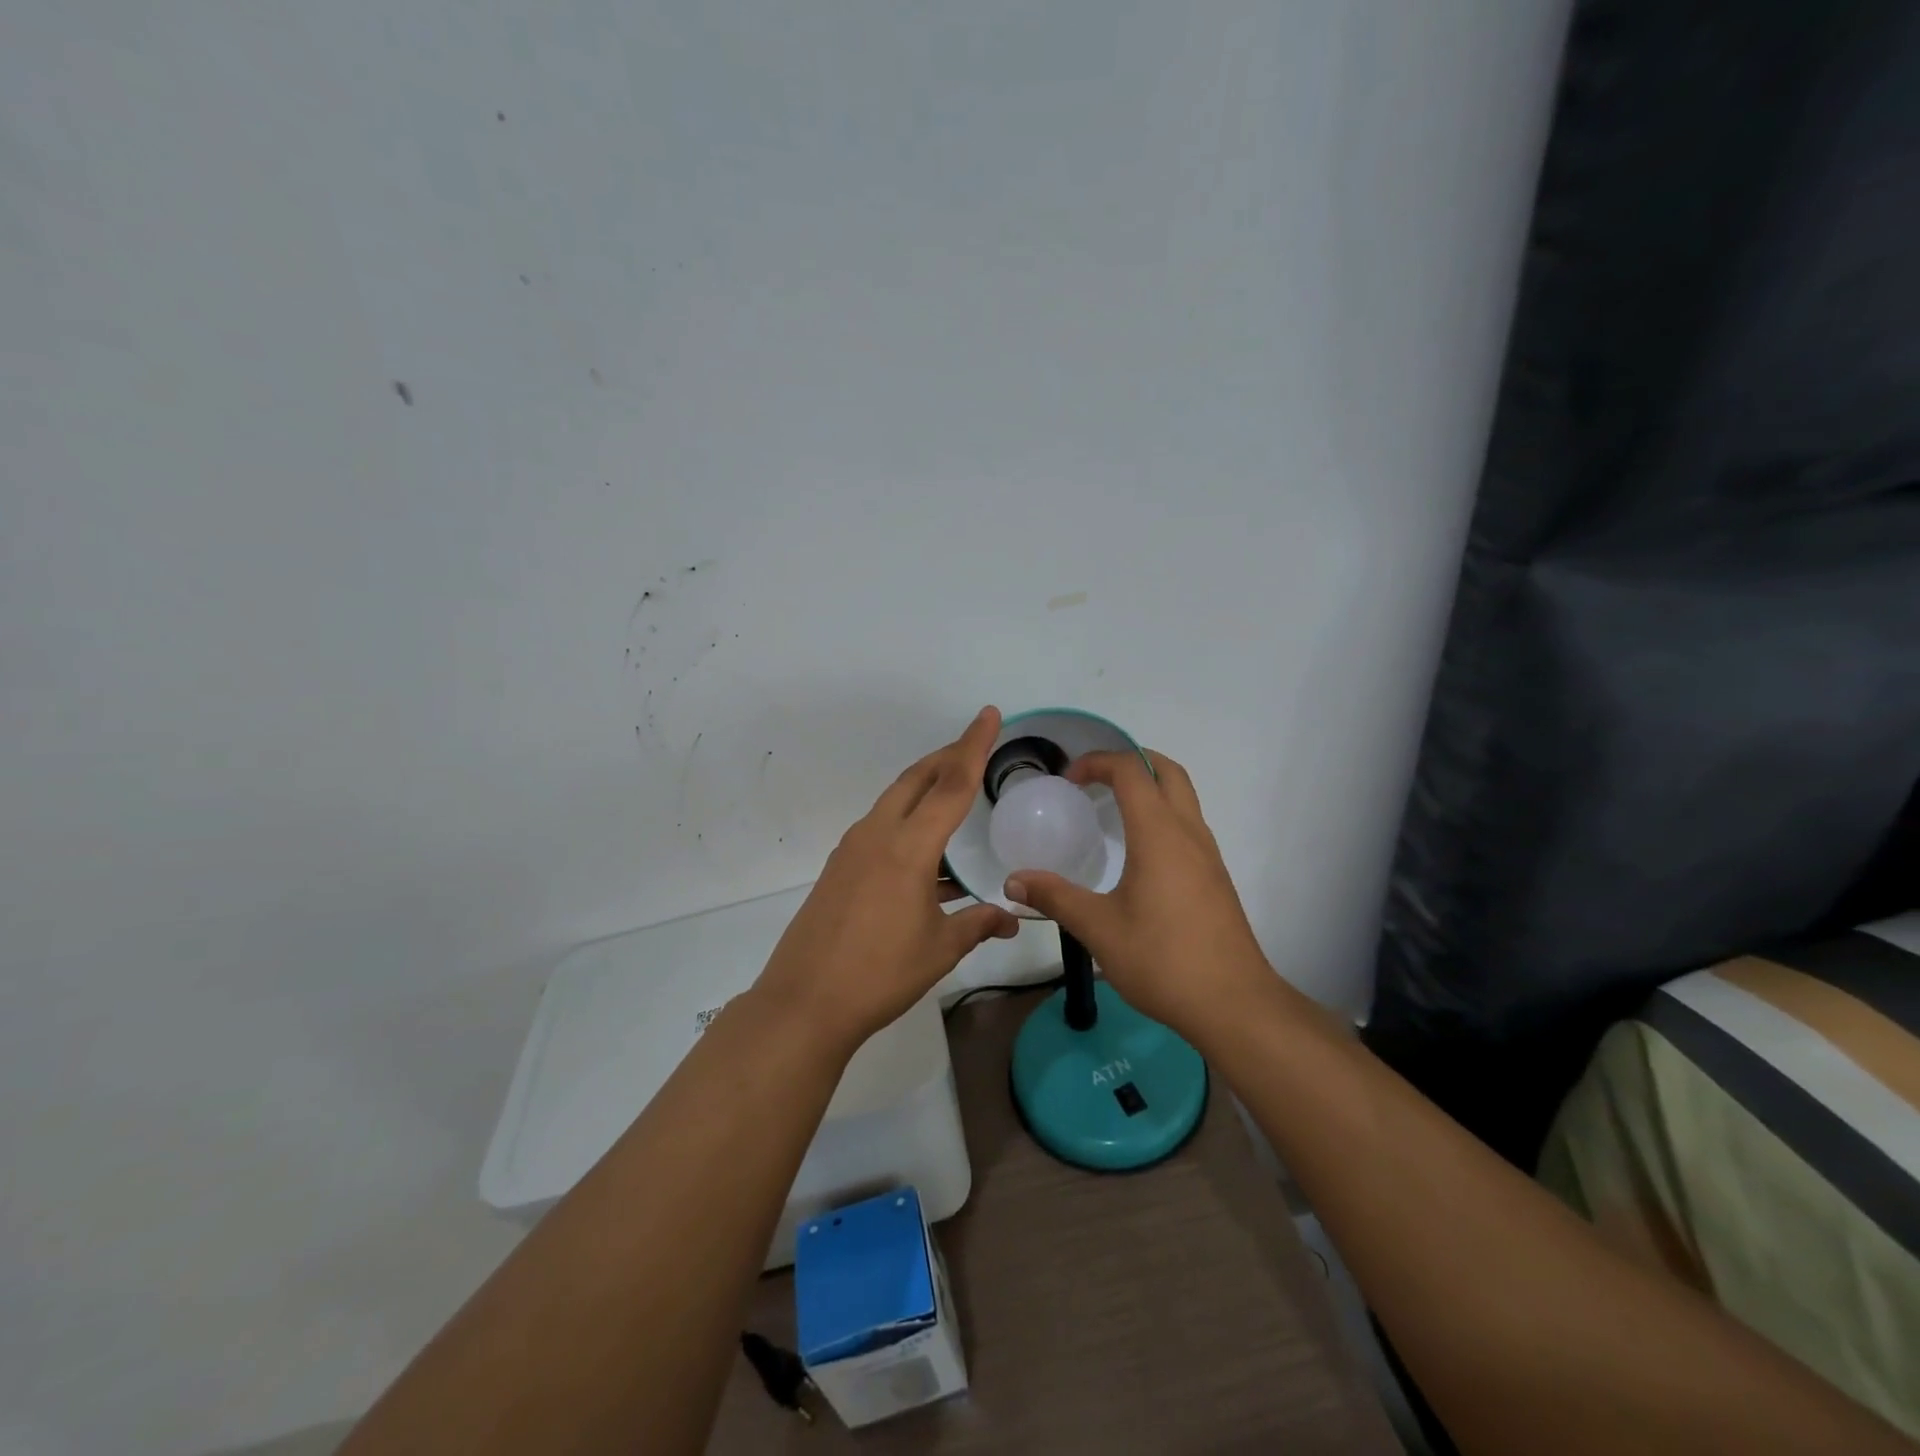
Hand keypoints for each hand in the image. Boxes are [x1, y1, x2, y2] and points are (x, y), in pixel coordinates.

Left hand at [752, 707, 1020, 1049]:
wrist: (804, 1002)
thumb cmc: (880, 974)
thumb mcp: (939, 949)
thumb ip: (978, 925)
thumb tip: (1011, 919)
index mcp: (908, 847)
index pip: (951, 784)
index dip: (974, 746)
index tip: (989, 714)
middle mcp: (877, 835)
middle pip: (916, 779)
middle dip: (947, 756)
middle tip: (976, 747)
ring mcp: (852, 849)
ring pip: (895, 800)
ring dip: (926, 789)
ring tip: (955, 796)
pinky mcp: (839, 868)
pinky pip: (881, 828)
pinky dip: (908, 823)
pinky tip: (927, 855)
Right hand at [1003, 749, 1271, 1037]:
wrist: (1233, 1004)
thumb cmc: (1163, 960)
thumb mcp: (1098, 929)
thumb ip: (1054, 898)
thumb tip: (1013, 880)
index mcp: (1159, 834)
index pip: (1131, 771)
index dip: (1097, 762)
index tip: (1068, 780)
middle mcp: (1188, 832)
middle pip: (1166, 771)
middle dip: (1130, 761)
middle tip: (1094, 779)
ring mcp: (1208, 854)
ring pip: (1183, 796)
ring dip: (1150, 786)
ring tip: (1111, 809)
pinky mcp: (1215, 876)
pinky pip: (1188, 823)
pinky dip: (1162, 814)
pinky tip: (1138, 851)